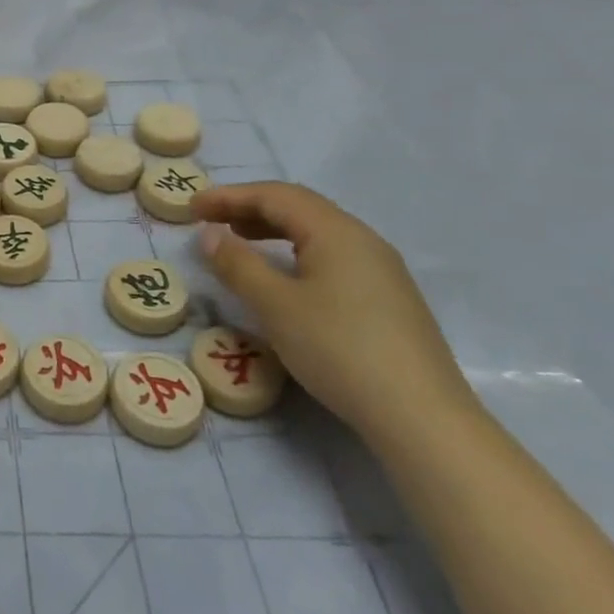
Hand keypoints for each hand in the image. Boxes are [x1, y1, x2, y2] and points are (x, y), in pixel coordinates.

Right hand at [189, 181, 476, 448]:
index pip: (275, 195)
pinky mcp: (388, 299)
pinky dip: (295, 252)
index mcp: (336, 232)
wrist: (421, 418)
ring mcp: (381, 270)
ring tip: (240, 241)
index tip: (191, 208)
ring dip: (272, 229)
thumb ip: (237, 264)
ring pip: (317, 232)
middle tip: (211, 220)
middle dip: (250, 208)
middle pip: (299, 207)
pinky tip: (284, 276)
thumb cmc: (339, 349)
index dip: (229, 196)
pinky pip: (332, 256)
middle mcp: (363, 240)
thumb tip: (209, 234)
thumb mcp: (275, 306)